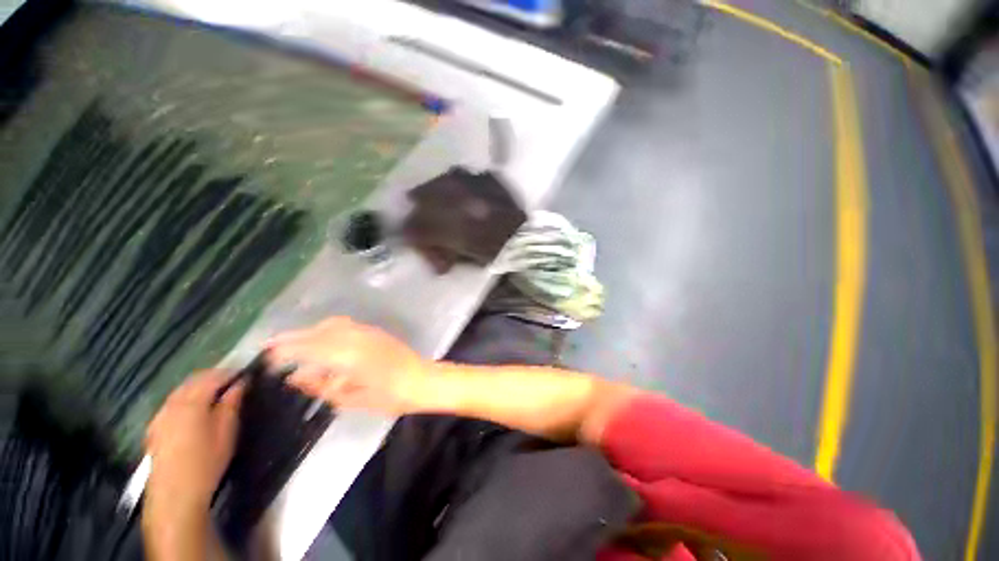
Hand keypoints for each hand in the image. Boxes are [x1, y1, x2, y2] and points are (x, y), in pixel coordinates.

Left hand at [145, 370, 243, 509]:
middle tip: (234, 381)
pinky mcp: (154, 428)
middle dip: (213, 377)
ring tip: (217, 394)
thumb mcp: (227, 431)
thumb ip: (232, 403)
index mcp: (192, 402)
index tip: (246, 373)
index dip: (230, 372)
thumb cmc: (207, 462)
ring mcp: (159, 416)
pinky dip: (186, 399)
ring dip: (199, 387)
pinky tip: (195, 410)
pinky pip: (172, 403)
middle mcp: (172, 404)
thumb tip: (241, 382)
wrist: (175, 496)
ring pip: (181, 391)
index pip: (213, 376)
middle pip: (193, 381)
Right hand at [265, 317, 432, 415]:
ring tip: (293, 343)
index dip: (286, 350)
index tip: (267, 354)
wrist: (421, 379)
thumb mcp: (352, 398)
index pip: (309, 348)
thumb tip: (296, 378)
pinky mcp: (375, 331)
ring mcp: (367, 331)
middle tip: (271, 345)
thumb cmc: (389, 396)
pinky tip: (322, 339)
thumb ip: (322, 386)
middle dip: (293, 337)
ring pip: (331, 324)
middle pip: (318, 332)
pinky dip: (327, 328)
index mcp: (349, 356)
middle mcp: (356, 338)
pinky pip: (345, 325)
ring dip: (310, 331)